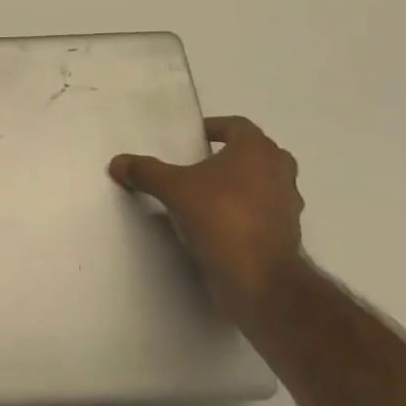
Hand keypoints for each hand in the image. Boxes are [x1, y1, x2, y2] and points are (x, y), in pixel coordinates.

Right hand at [110, 116, 303, 315]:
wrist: (260, 279)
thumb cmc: (221, 217)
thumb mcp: (173, 189)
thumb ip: (146, 172)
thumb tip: (117, 162)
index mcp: (257, 150)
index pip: (237, 125)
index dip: (215, 127)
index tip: (194, 138)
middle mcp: (279, 171)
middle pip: (254, 153)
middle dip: (230, 156)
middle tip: (200, 164)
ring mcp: (288, 204)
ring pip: (262, 183)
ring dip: (239, 185)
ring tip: (205, 195)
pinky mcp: (287, 234)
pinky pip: (262, 212)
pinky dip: (244, 212)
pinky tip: (217, 224)